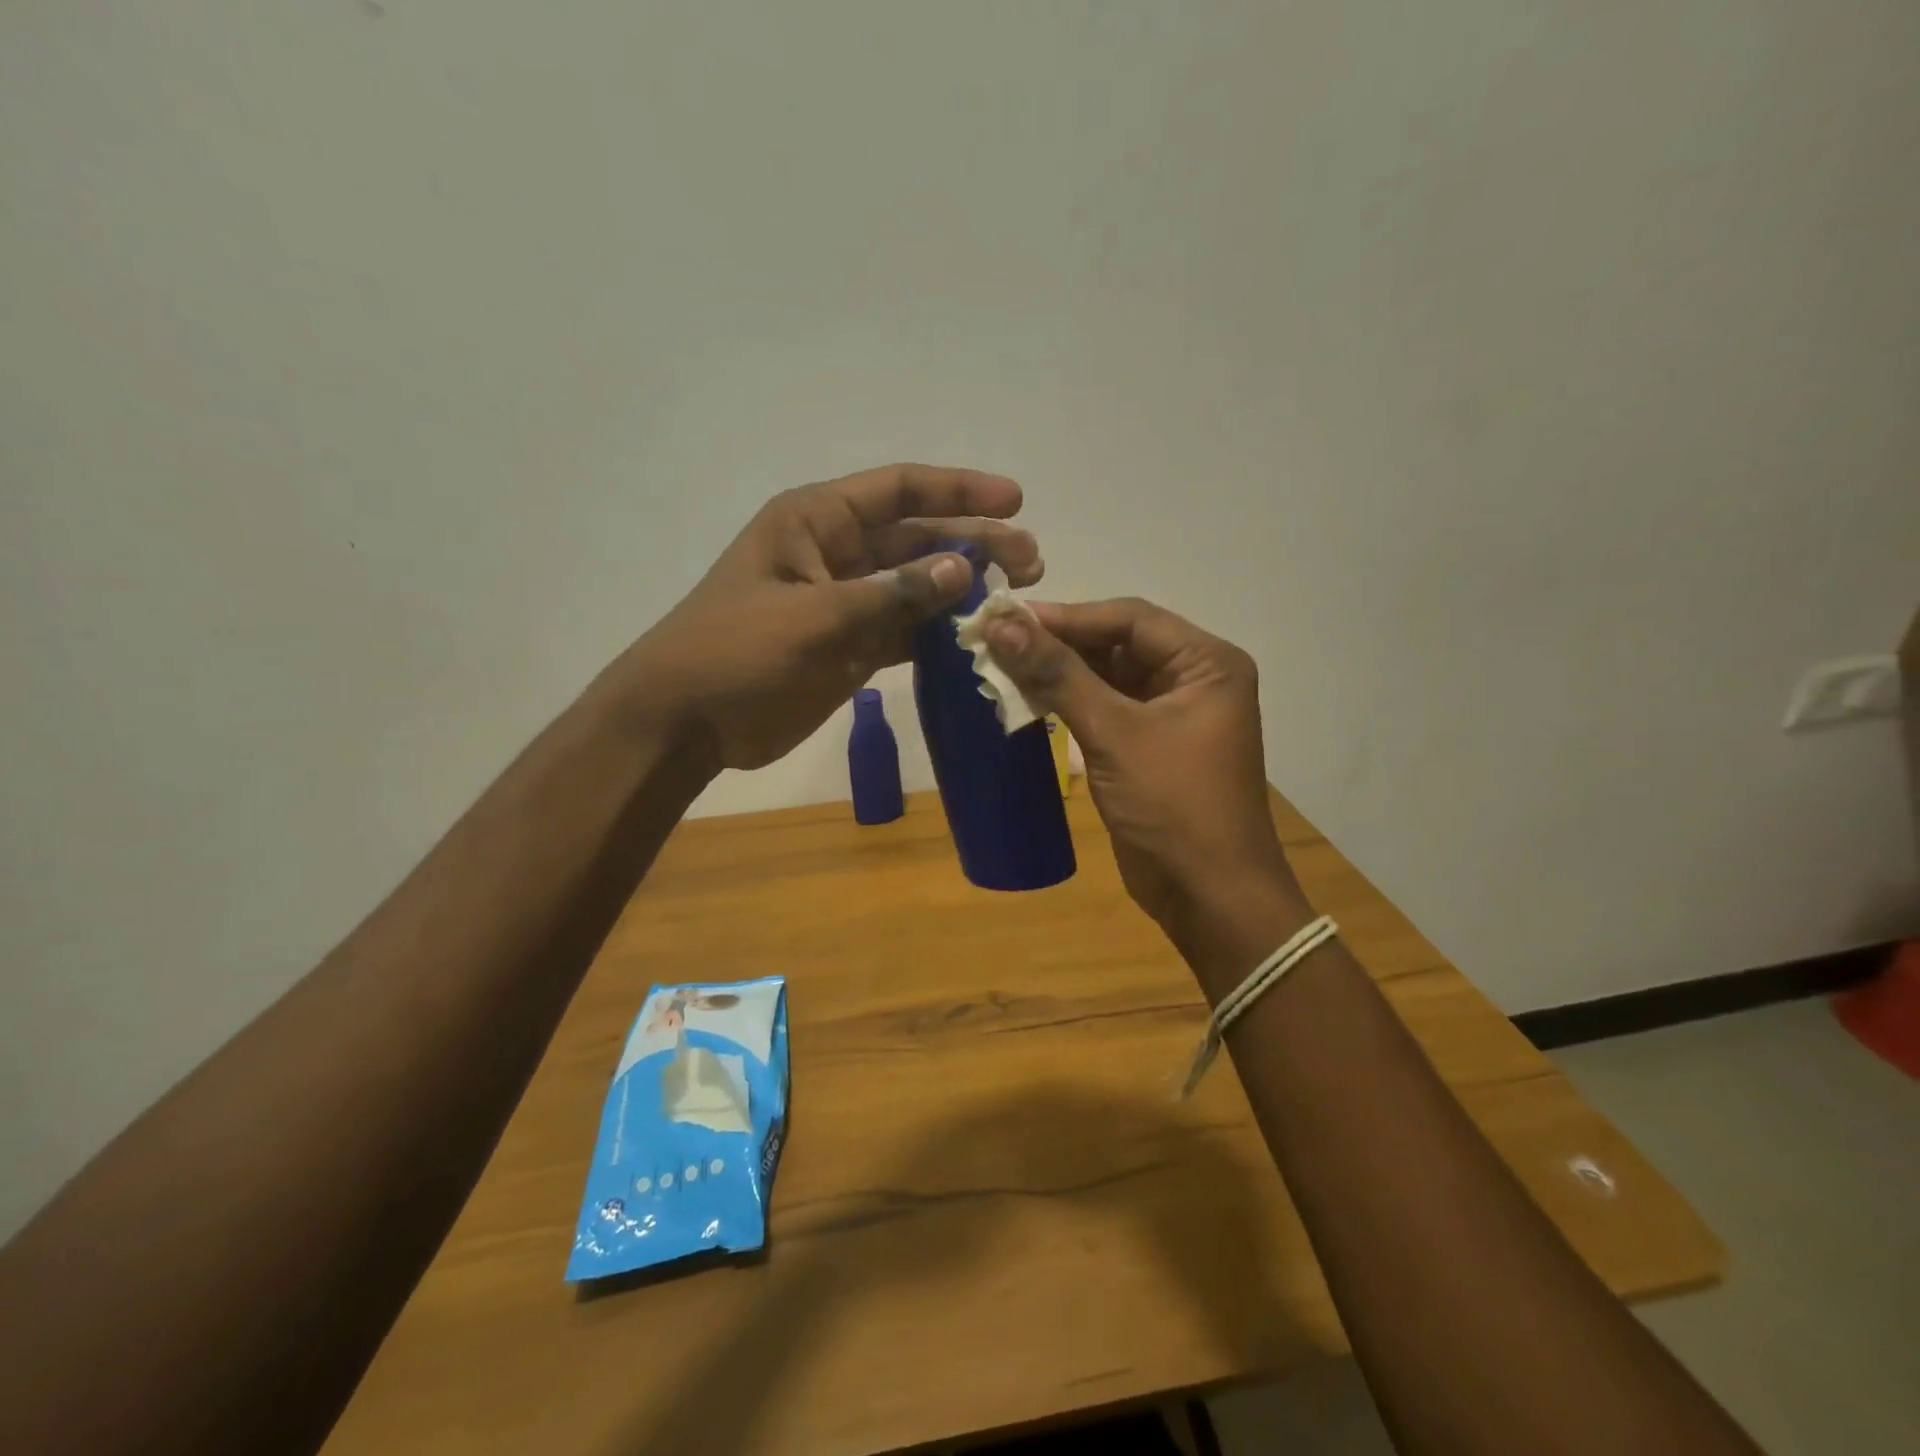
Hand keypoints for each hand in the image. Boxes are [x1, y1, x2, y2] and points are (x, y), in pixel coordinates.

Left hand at [625, 464, 1041, 769]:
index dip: (959, 490)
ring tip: (1017, 599)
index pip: (899, 491)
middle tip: (1031, 563)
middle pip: (918, 537)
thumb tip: (963, 568)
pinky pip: (905, 630)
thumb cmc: (737, 653)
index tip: (1014, 500)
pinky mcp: (849, 646)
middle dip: (975, 544)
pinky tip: (977, 638)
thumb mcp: (814, 617)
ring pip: (917, 586)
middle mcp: (835, 553)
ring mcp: (845, 602)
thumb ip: (891, 593)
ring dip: (963, 590)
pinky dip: (938, 633)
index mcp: (816, 521)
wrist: (687, 721)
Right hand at [982, 598, 1300, 947]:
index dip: (1068, 616)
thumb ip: (1058, 675)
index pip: (1130, 619)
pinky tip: (1026, 701)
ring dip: (1058, 675)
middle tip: (996, 643)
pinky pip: (1103, 711)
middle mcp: (1193, 679)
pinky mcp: (1147, 747)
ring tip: (1001, 668)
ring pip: (1106, 678)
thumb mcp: (1114, 733)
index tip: (1007, 619)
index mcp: (1206, 663)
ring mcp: (1170, 715)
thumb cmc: (1173, 806)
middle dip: (1059, 645)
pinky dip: (1067, 705)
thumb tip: (1001, 626)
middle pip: (1117, 645)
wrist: (1209, 897)